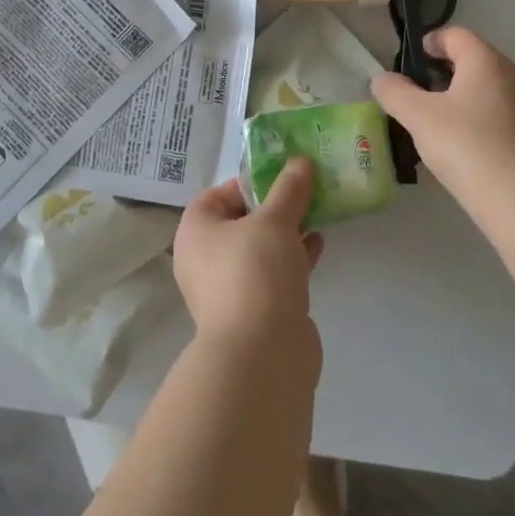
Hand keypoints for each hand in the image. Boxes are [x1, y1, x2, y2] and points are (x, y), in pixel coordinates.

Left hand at [174, 161, 324, 354]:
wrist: (262, 354)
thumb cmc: (256, 272)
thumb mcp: (276, 221)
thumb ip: (289, 189)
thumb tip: (300, 161)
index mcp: (195, 231)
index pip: (217, 195)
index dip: (249, 183)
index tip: (281, 179)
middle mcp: (204, 258)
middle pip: (241, 221)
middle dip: (274, 207)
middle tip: (304, 193)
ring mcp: (227, 288)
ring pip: (259, 249)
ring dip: (287, 232)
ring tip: (317, 214)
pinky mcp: (253, 310)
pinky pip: (272, 274)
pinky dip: (292, 258)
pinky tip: (319, 246)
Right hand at [370, 27, 514, 210]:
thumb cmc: (465, 145)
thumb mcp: (418, 116)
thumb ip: (394, 92)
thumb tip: (382, 79)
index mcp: (485, 60)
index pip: (454, 34)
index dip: (429, 43)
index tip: (410, 64)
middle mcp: (510, 75)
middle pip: (471, 59)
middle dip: (441, 72)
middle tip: (416, 94)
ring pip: (484, 88)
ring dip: (457, 97)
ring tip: (433, 122)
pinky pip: (496, 112)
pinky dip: (475, 118)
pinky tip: (459, 145)